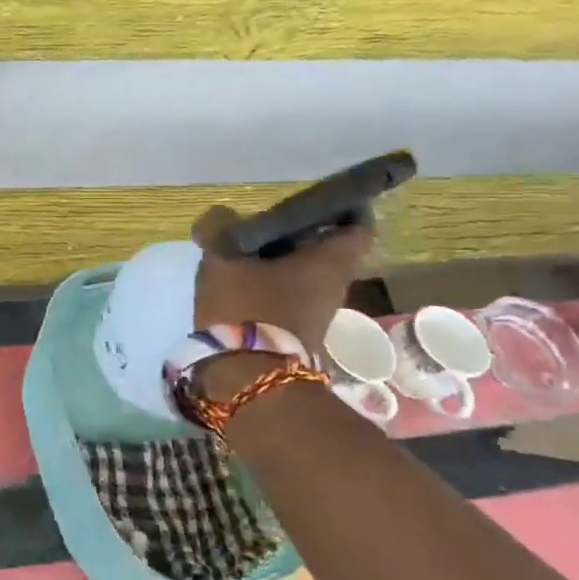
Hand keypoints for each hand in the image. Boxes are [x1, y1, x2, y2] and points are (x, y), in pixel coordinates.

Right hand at [192, 206, 372, 354]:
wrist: (247, 378)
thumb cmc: (246, 307)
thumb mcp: (223, 257)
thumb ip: (220, 227)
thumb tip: (222, 218)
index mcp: (329, 262)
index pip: (358, 227)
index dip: (344, 209)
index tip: (316, 201)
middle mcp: (335, 286)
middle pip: (327, 250)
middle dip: (301, 235)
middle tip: (266, 224)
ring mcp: (318, 314)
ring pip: (307, 274)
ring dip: (283, 261)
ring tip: (245, 251)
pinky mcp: (299, 333)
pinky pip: (291, 296)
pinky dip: (273, 284)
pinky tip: (241, 281)